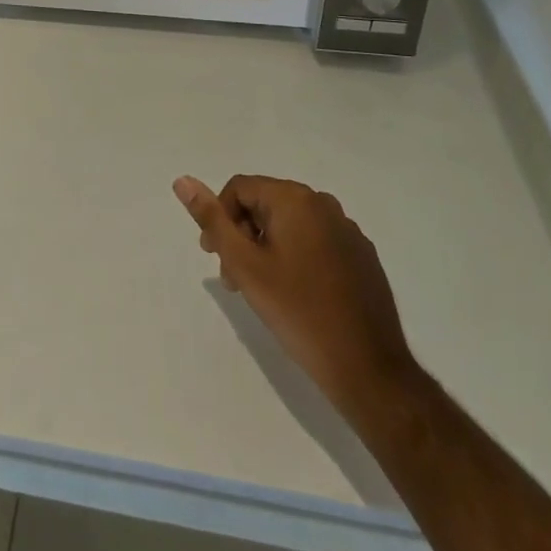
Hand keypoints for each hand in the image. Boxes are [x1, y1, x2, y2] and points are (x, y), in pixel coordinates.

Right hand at [175, 174, 418, 419]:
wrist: (368, 370)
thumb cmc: (298, 313)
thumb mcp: (244, 265)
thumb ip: (212, 219)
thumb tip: (182, 180)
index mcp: (295, 199)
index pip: (240, 189)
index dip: (220, 219)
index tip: (214, 257)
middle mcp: (324, 204)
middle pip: (266, 204)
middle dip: (243, 235)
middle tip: (234, 278)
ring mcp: (348, 230)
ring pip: (291, 225)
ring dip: (267, 248)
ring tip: (262, 290)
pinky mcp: (362, 256)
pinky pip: (316, 241)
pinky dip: (296, 257)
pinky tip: (295, 295)